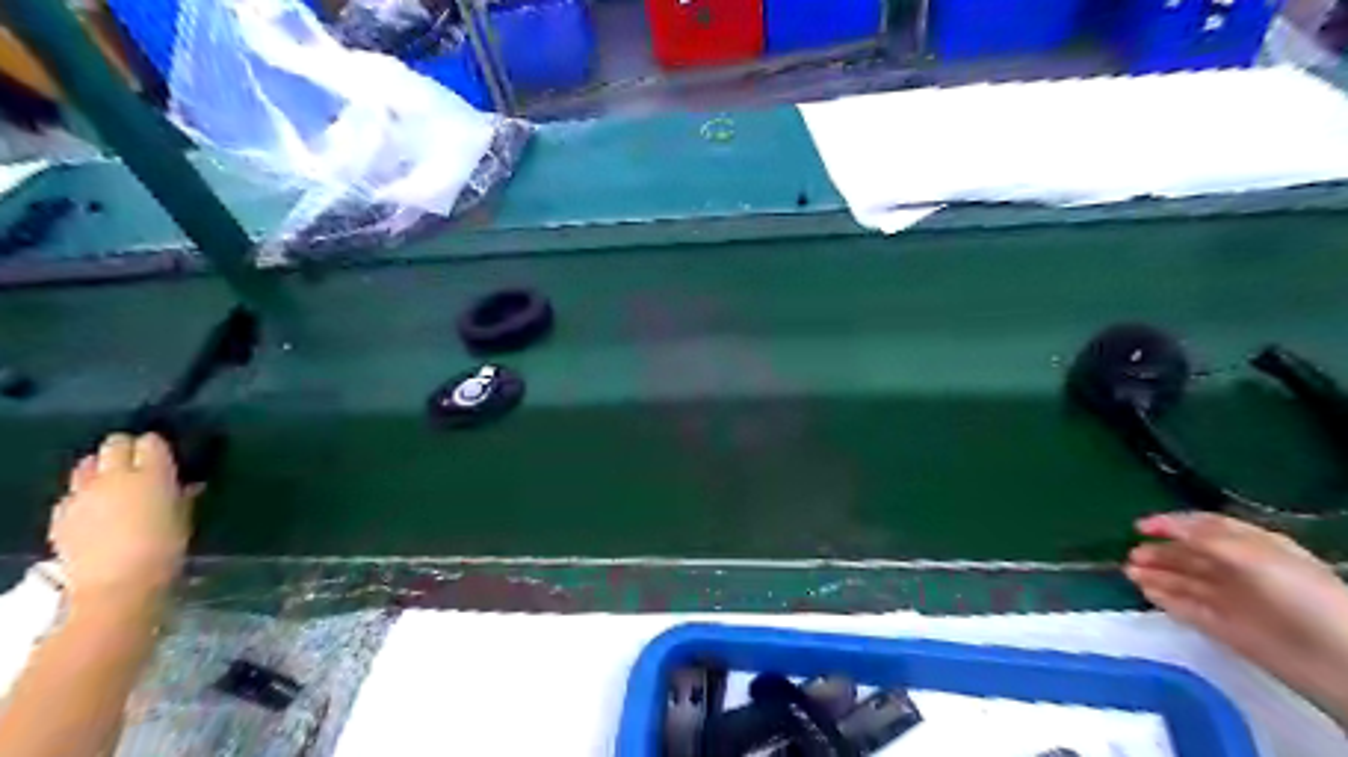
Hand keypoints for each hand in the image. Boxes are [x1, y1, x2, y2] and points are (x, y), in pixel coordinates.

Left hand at [48, 434, 194, 606]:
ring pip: (87, 463)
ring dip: (101, 467)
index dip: (158, 447)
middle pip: (115, 443)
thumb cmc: (165, 549)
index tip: (166, 457)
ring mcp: (82, 494)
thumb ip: (182, 496)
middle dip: (127, 449)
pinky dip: (83, 494)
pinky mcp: (61, 513)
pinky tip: (94, 509)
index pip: (151, 442)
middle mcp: (114, 477)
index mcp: (152, 475)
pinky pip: (72, 492)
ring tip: (113, 483)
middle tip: (139, 464)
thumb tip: (187, 484)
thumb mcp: (184, 518)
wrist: (117, 584)